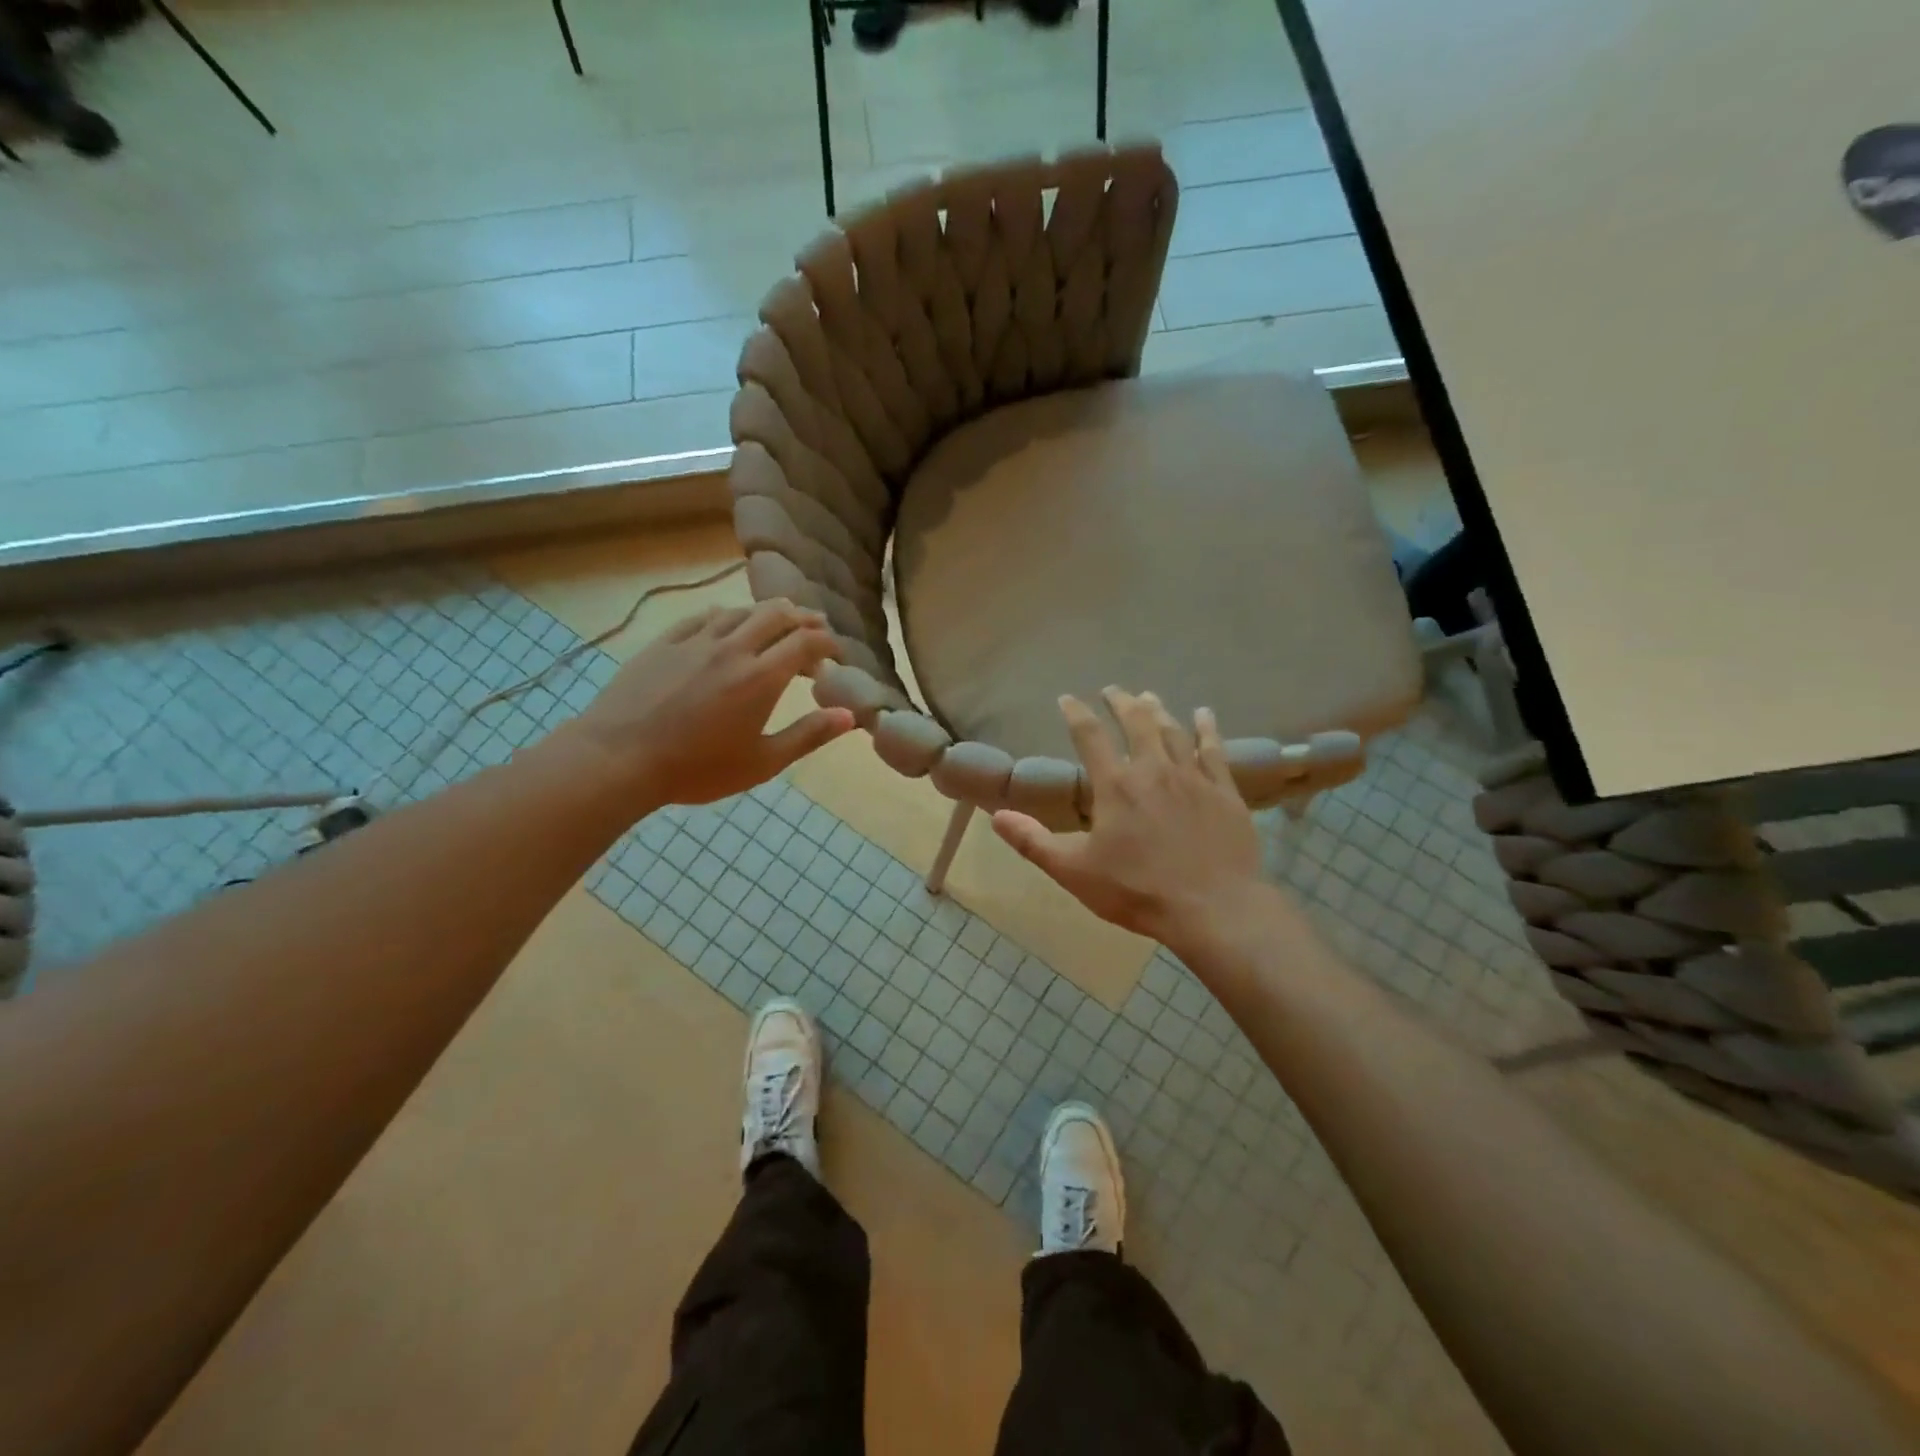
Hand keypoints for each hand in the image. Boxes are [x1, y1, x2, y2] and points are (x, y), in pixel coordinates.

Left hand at [559, 601, 853, 808]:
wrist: (618, 758)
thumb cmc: (697, 769)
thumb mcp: (762, 763)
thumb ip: (808, 735)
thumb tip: (850, 716)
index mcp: (761, 677)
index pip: (806, 642)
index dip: (828, 641)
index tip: (837, 652)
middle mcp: (733, 648)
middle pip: (776, 615)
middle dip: (802, 617)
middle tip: (815, 627)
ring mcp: (695, 641)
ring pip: (740, 611)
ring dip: (765, 613)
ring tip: (777, 622)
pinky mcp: (664, 642)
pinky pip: (703, 617)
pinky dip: (726, 616)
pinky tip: (726, 624)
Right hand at [991, 688, 1270, 949]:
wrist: (1213, 908)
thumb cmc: (1138, 891)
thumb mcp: (1074, 871)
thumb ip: (1033, 842)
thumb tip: (996, 817)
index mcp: (1115, 786)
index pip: (1089, 736)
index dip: (1076, 713)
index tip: (1067, 698)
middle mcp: (1153, 770)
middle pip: (1136, 722)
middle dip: (1121, 702)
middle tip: (1113, 690)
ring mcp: (1193, 777)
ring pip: (1173, 731)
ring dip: (1158, 710)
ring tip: (1149, 697)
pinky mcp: (1224, 791)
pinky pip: (1214, 749)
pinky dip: (1207, 728)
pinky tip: (1204, 714)